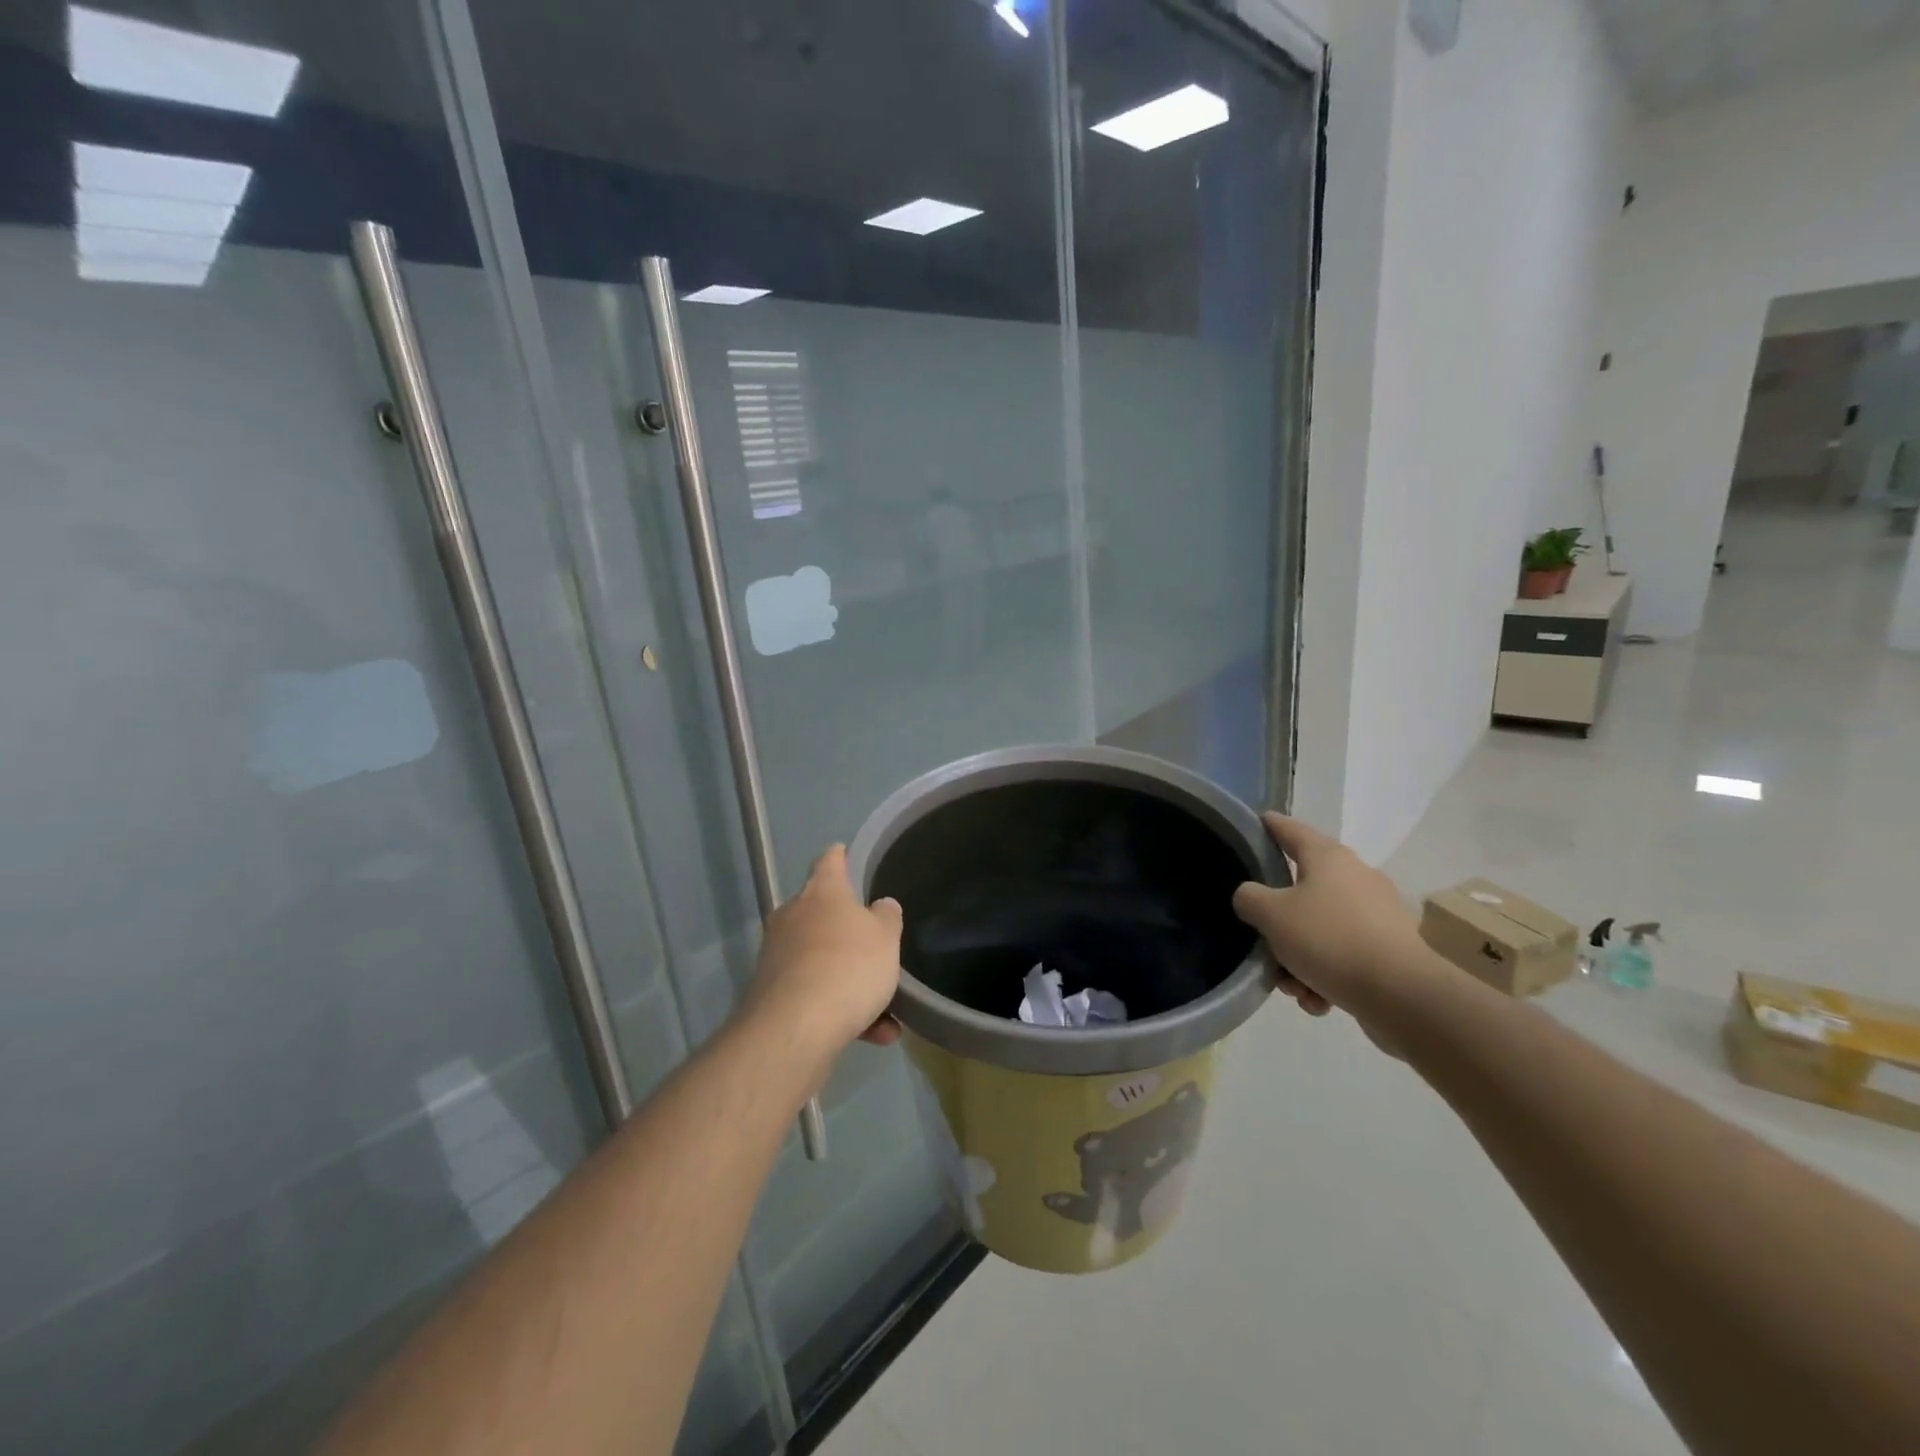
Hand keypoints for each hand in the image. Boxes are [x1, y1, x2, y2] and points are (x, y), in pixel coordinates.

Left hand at [741, 845, 902, 1059]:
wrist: (796, 1028)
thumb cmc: (848, 966)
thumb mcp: (885, 937)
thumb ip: (886, 917)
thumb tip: (880, 906)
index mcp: (821, 893)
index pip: (829, 861)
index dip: (840, 856)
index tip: (844, 852)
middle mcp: (793, 918)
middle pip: (821, 913)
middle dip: (847, 930)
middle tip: (875, 945)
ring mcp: (778, 957)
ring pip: (823, 961)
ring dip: (852, 982)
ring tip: (888, 1013)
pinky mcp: (772, 995)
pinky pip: (816, 996)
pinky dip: (842, 1011)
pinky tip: (874, 1035)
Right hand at [1232, 814, 1443, 1048]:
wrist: (1401, 995)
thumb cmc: (1329, 939)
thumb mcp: (1271, 915)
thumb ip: (1249, 898)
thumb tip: (1251, 897)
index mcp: (1328, 858)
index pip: (1291, 830)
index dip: (1270, 825)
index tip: (1256, 821)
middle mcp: (1355, 877)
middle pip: (1302, 889)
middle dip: (1279, 921)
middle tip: (1263, 942)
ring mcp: (1377, 914)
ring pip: (1321, 929)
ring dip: (1299, 958)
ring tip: (1293, 987)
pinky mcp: (1390, 950)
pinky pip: (1343, 956)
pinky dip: (1325, 976)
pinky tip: (1318, 1000)